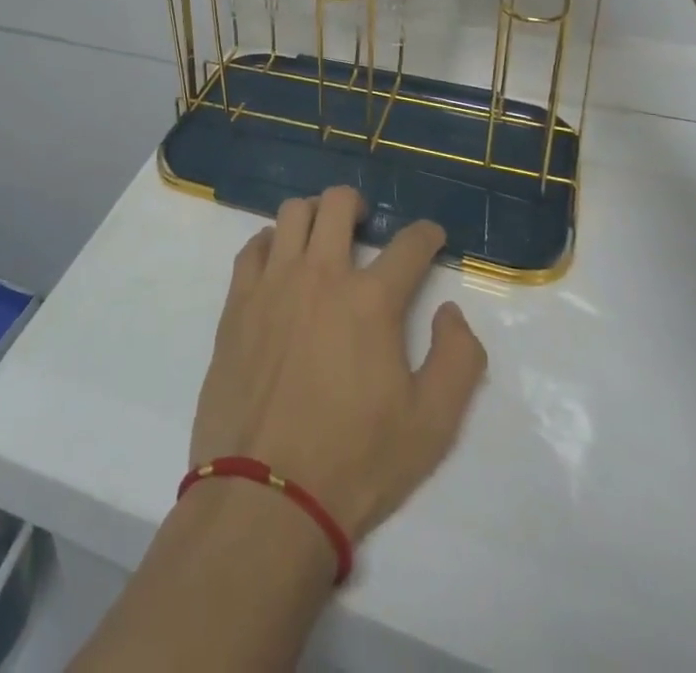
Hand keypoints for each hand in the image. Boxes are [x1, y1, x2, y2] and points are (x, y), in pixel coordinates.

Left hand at [190, 187, 487, 541]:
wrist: (266, 492)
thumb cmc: (356, 461)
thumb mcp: (432, 425)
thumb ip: (458, 360)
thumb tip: (451, 312)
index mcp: (371, 301)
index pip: (408, 245)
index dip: (426, 234)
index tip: (431, 236)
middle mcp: (321, 275)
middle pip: (338, 205)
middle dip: (358, 204)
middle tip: (366, 223)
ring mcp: (273, 282)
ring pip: (292, 213)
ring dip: (314, 214)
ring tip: (322, 236)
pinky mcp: (237, 300)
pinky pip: (253, 246)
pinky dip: (271, 241)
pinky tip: (279, 260)